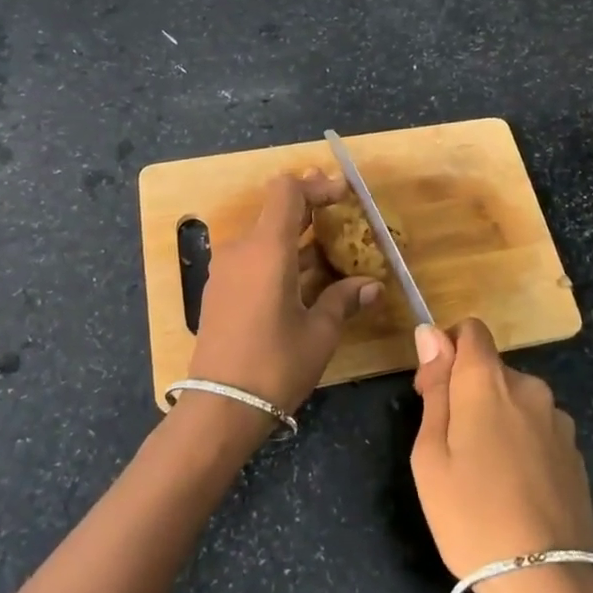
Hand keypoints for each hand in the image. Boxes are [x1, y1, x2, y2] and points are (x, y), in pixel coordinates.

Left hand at [187, 171, 380, 418]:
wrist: (220, 408)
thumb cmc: (275, 365)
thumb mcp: (319, 333)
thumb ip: (344, 300)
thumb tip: (372, 286)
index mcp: (267, 249)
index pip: (287, 191)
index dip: (316, 185)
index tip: (343, 193)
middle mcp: (242, 249)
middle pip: (275, 209)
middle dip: (309, 206)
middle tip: (341, 208)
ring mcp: (226, 269)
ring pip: (264, 235)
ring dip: (296, 235)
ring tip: (330, 246)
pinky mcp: (220, 289)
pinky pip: (253, 257)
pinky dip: (279, 255)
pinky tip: (303, 276)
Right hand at [409, 319, 592, 581]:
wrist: (549, 582)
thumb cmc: (472, 516)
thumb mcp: (431, 454)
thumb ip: (436, 388)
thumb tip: (430, 334)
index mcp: (488, 380)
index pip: (470, 330)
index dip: (446, 349)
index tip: (432, 390)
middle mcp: (528, 387)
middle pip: (490, 368)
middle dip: (467, 391)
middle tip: (449, 445)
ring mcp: (557, 419)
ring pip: (514, 400)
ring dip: (495, 418)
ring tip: (483, 475)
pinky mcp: (574, 451)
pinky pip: (536, 428)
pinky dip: (520, 442)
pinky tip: (513, 488)